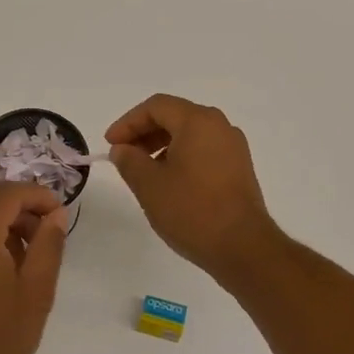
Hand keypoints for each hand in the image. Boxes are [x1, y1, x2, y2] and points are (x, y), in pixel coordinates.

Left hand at [0, 182, 69, 353]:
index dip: (40, 196)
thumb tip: (55, 214)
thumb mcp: (36, 291)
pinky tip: (7, 264)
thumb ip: (48, 245)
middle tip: (50, 234)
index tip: (62, 215)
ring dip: (6, 220)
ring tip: (32, 253)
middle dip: (23, 207)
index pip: (9, 193)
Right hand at [106, 94, 279, 279]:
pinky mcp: (239, 169)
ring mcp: (233, 148)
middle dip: (144, 133)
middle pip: (175, 116)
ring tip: (142, 171)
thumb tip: (122, 149)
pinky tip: (168, 182)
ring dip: (161, 146)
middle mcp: (220, 127)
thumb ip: (129, 160)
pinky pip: (203, 150)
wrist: (243, 247)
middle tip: (123, 156)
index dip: (128, 122)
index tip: (110, 144)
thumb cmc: (192, 210)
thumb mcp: (149, 185)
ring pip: (190, 134)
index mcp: (198, 122)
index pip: (156, 107)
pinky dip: (180, 157)